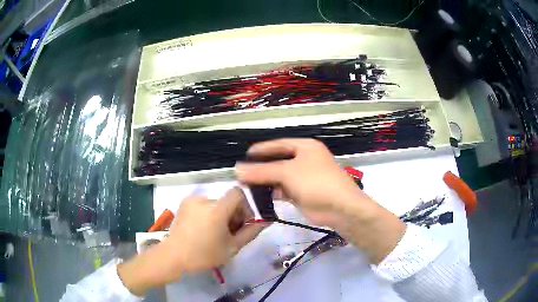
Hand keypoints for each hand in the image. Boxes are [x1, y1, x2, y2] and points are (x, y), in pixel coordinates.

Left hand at [168, 188, 266, 272]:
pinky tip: (204, 229)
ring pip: (216, 203)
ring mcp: (192, 200)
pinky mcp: (185, 203)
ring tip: (216, 233)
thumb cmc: (204, 255)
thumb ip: (251, 232)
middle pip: (227, 200)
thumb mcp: (232, 247)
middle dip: (233, 214)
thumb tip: (266, 220)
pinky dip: (209, 213)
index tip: (243, 223)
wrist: (174, 256)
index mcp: (216, 209)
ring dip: (221, 214)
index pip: (238, 193)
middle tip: (230, 233)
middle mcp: (204, 199)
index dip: (245, 206)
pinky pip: (205, 204)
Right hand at [235, 139, 405, 263]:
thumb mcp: (287, 173)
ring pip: (280, 177)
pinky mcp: (303, 194)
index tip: (244, 155)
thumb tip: (237, 169)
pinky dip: (272, 192)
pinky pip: (284, 190)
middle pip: (278, 161)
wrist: (340, 208)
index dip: (261, 149)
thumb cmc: (316, 183)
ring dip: (265, 181)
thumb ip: (262, 171)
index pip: (278, 144)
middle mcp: (305, 160)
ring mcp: (304, 178)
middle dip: (261, 167)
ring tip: (245, 185)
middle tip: (242, 173)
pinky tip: (259, 196)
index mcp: (305, 147)